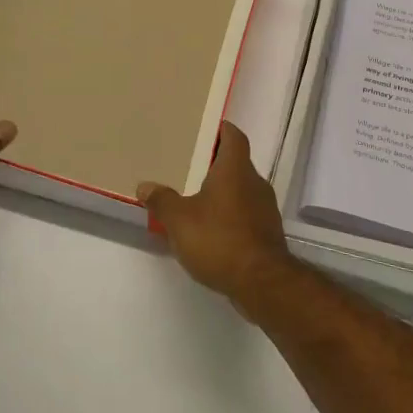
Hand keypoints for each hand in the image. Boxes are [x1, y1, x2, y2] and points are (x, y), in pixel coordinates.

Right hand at [138, 123, 295, 315]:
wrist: (262, 283)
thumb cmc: (219, 239)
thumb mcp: (179, 220)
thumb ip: (161, 201)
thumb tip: (145, 186)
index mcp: (236, 169)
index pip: (234, 136)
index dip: (221, 130)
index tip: (204, 129)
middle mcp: (255, 183)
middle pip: (237, 163)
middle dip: (215, 164)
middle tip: (189, 166)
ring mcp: (265, 209)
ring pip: (242, 190)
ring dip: (222, 192)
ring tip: (196, 200)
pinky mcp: (267, 234)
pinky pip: (246, 214)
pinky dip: (230, 216)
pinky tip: (211, 231)